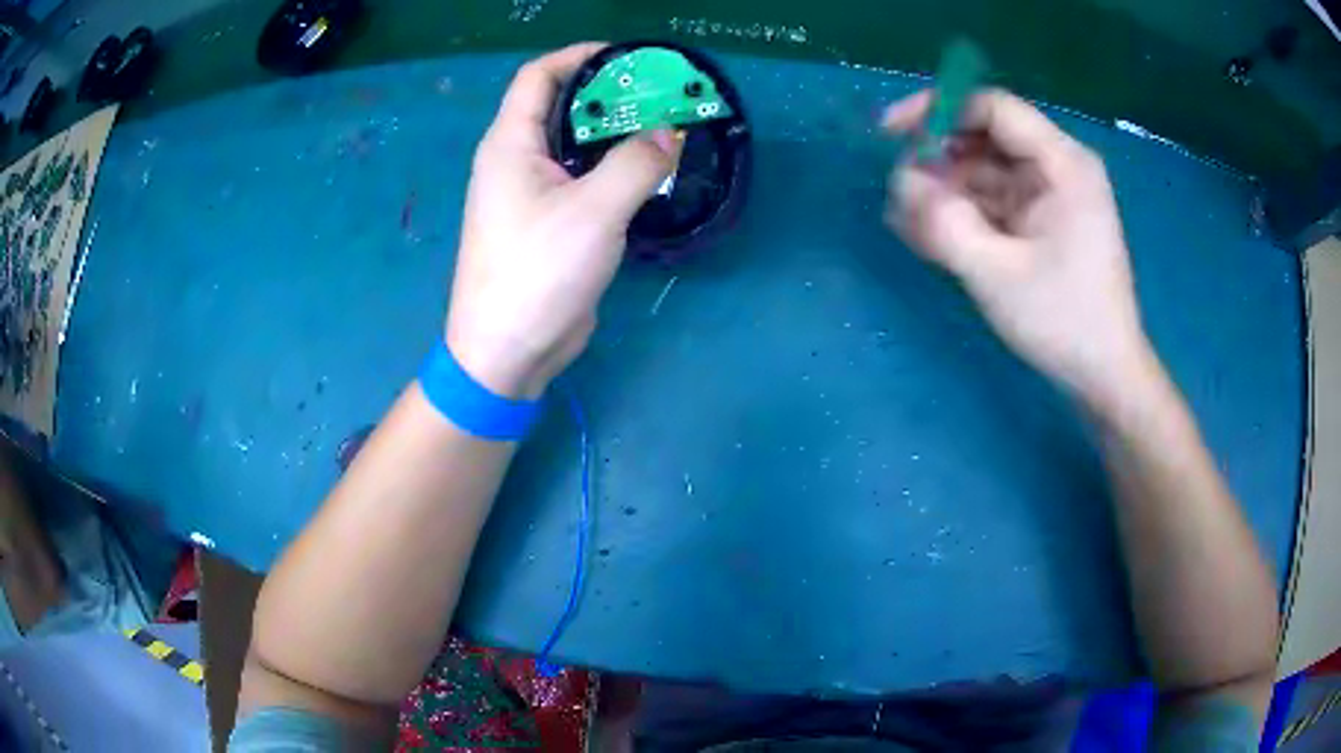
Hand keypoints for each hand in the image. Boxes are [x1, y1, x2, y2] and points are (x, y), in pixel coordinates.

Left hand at [446, 43, 679, 397]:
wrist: (507, 353)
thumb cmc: (537, 273)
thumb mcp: (593, 212)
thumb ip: (636, 163)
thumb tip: (670, 132)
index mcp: (510, 144)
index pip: (538, 77)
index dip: (579, 56)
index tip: (629, 57)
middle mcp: (516, 161)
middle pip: (561, 107)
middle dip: (609, 94)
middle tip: (662, 95)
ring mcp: (531, 195)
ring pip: (574, 146)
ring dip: (616, 134)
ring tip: (665, 128)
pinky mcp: (549, 225)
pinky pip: (582, 181)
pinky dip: (613, 170)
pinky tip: (649, 173)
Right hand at [883, 88, 1154, 410]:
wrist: (1104, 375)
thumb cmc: (1063, 321)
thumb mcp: (996, 272)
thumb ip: (943, 221)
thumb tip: (900, 180)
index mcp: (1062, 164)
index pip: (991, 108)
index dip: (938, 110)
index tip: (891, 134)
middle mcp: (1056, 168)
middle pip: (984, 138)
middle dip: (938, 161)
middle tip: (901, 196)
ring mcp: (1048, 196)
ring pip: (983, 172)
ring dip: (944, 193)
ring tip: (909, 226)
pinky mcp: (1040, 222)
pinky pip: (993, 203)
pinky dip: (962, 215)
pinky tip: (930, 238)